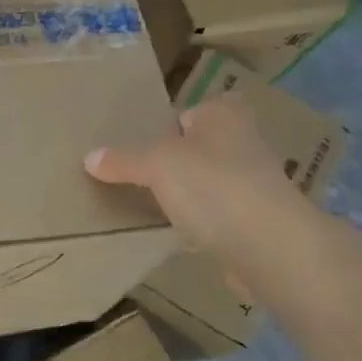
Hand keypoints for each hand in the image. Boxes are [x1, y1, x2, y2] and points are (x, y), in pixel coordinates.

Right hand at [85, 95, 299, 257]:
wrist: (271, 248)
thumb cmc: (214, 187)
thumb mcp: (157, 165)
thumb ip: (124, 160)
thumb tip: (90, 157)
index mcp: (223, 114)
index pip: (186, 112)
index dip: (161, 127)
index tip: (133, 147)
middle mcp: (243, 141)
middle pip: (196, 148)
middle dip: (171, 162)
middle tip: (132, 176)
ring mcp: (252, 184)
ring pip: (206, 183)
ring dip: (185, 195)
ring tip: (146, 206)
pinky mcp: (255, 223)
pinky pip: (216, 217)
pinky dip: (198, 224)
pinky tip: (174, 235)